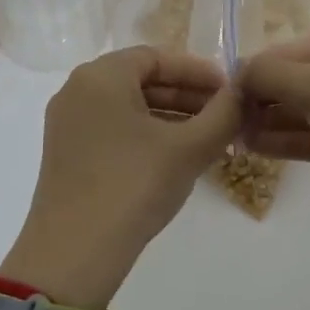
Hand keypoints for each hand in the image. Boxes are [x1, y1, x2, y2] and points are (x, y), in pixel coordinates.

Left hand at [0, 47, 242, 309]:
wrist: (75, 252)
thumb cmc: (134, 185)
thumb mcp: (189, 148)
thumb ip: (224, 114)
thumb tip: (244, 91)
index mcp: (100, 76)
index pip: (156, 57)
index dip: (198, 71)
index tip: (230, 91)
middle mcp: (76, 91)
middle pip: (140, 80)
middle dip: (186, 96)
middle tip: (224, 117)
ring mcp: (66, 124)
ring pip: (127, 108)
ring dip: (169, 118)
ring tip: (207, 140)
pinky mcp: (65, 155)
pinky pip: (112, 130)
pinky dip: (145, 136)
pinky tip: (174, 159)